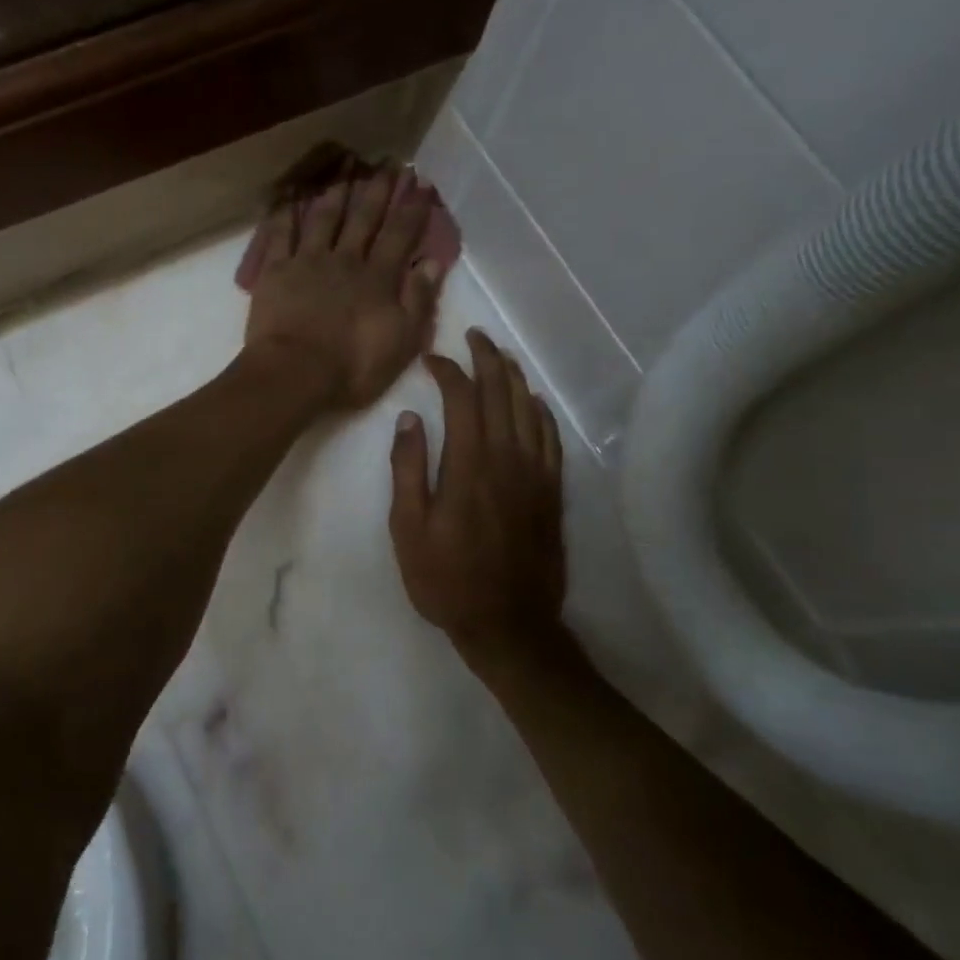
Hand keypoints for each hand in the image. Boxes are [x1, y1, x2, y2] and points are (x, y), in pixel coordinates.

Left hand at [244, 153, 442, 408]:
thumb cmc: (352, 367)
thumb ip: (418, 300)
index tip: (420, 184)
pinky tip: (290, 196)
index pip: (400, 235)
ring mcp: (308, 262)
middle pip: (364, 218)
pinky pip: (280, 235)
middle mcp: (345, 260)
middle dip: (378, 190)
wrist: (295, 373)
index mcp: (378, 278)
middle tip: (387, 162)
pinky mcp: (275, 272)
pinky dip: (285, 213)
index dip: (412, 209)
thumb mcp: (402, 341)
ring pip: (324, 218)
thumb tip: (433, 262)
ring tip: (345, 169)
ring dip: (337, 193)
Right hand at [388, 330, 567, 669]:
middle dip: (487, 359)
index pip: (463, 399)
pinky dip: (541, 413)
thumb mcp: (408, 529)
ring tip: (501, 356)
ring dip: (514, 378)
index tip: (431, 359)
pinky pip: (551, 439)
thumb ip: (408, 470)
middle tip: (474, 336)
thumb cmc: (446, 580)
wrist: (509, 623)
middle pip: (501, 394)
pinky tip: (533, 401)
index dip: (448, 371)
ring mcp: (535, 475)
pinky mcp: (551, 492)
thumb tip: (409, 419)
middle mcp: (507, 459)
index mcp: (469, 465)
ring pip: (528, 410)